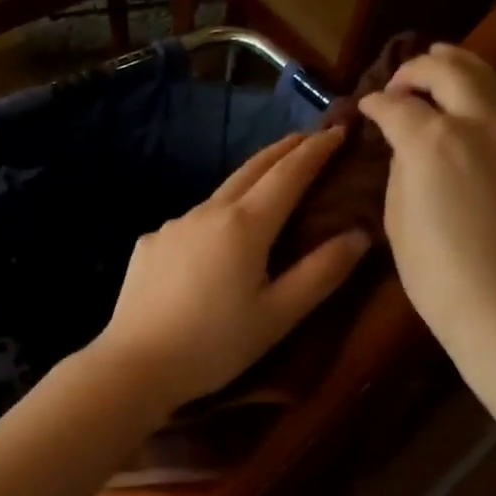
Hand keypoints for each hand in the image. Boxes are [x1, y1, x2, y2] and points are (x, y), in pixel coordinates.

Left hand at [94, 129, 370, 412]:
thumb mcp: (279, 315)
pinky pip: (190, 223)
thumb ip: (321, 272)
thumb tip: (359, 235)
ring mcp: (172, 225)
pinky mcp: (149, 244)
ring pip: (219, 195)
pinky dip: (213, 220)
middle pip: (251, 169)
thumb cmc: (216, 344)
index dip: (316, 151)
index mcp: (244, 225)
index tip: (338, 130)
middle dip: (283, 150)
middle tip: (306, 138)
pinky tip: (213, 243)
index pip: (289, 174)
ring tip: (266, 187)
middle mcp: (207, 212)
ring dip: (247, 183)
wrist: (136, 365)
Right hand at [359, 46, 495, 366]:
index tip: (366, 109)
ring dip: (466, 62)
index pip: (394, 107)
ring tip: (447, 57)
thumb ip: (401, 175)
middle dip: (416, 70)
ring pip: (494, 79)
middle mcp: (478, 123)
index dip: (374, 104)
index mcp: (430, 142)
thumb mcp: (398, 225)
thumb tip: (409, 152)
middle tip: (402, 80)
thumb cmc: (440, 278)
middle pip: (446, 74)